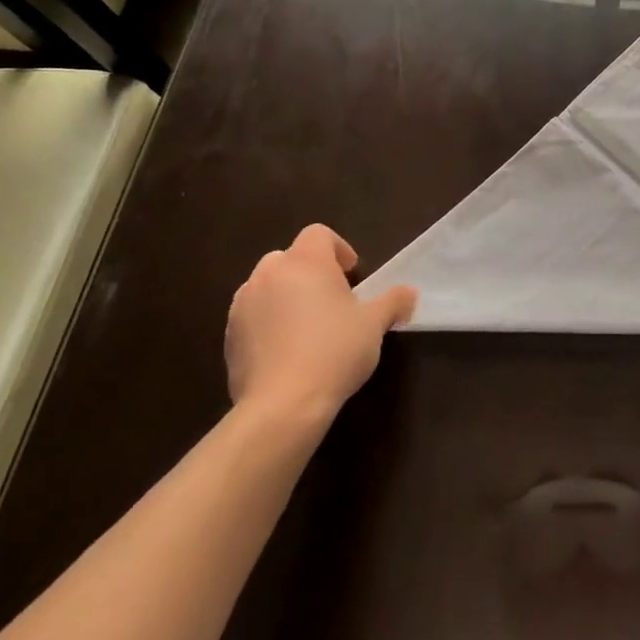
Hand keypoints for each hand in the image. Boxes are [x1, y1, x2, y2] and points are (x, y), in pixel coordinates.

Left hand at [224, 225, 415, 424]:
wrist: (281, 405)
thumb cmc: (334, 351)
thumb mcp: (374, 325)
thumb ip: (393, 302)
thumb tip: (410, 294)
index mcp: (305, 261)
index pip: (318, 234)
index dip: (337, 248)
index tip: (351, 274)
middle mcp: (269, 273)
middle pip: (289, 258)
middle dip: (309, 273)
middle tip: (331, 301)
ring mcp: (243, 305)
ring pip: (266, 287)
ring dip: (285, 297)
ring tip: (306, 328)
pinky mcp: (230, 337)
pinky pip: (252, 318)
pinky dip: (267, 324)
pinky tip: (285, 353)